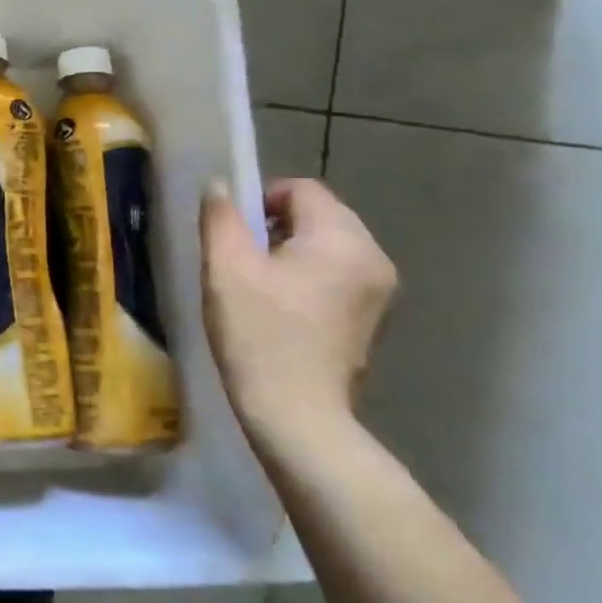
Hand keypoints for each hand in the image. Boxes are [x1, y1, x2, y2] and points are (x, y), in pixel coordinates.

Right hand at [199, 177, 396, 446]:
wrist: (297, 416)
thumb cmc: (258, 335)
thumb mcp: (225, 269)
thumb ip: (221, 217)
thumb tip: (221, 186)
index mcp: (342, 238)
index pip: (302, 190)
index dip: (260, 200)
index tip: (234, 235)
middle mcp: (373, 257)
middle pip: (319, 215)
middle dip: (276, 227)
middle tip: (241, 261)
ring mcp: (380, 291)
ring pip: (327, 246)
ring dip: (291, 253)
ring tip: (258, 287)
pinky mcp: (374, 318)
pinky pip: (338, 275)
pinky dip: (308, 278)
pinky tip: (281, 310)